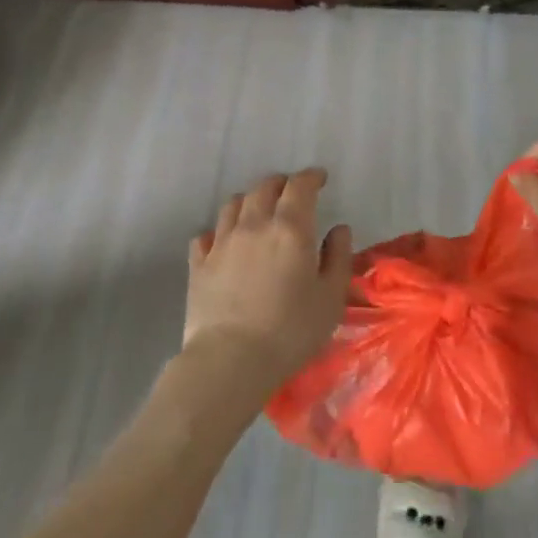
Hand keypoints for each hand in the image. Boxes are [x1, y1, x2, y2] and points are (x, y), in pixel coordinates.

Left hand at [185, 167, 353, 392]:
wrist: (230, 360)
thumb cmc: (290, 331)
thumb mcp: (330, 298)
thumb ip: (338, 257)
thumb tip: (339, 228)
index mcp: (290, 229)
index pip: (300, 186)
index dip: (311, 177)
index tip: (320, 178)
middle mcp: (254, 225)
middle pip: (264, 188)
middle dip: (281, 183)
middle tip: (291, 192)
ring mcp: (221, 242)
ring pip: (233, 204)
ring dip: (250, 200)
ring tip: (259, 210)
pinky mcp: (199, 264)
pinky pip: (206, 234)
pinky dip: (219, 230)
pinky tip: (224, 240)